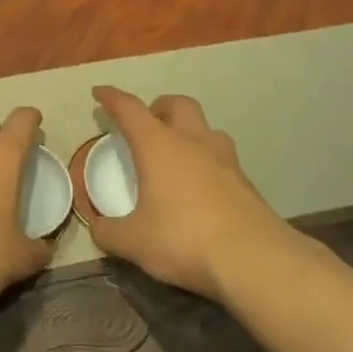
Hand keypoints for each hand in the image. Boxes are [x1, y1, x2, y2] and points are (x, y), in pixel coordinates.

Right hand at [86, 86, 283, 300]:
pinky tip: (201, 187)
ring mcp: (225, 159)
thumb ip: (109, 233)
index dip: (111, 98)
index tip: (100, 92)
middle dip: (159, 107)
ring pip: (206, 128)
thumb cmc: (183, 238)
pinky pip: (222, 158)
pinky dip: (206, 161)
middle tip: (147, 124)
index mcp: (158, 145)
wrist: (253, 259)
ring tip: (177, 154)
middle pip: (177, 104)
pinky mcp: (246, 181)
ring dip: (188, 131)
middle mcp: (192, 141)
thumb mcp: (134, 242)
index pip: (130, 109)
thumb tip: (98, 229)